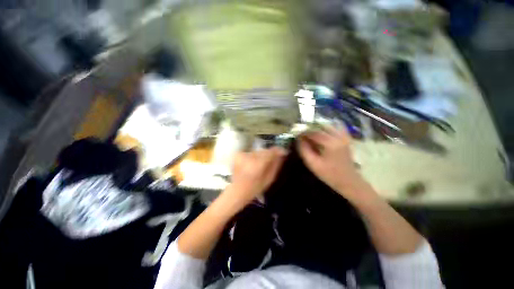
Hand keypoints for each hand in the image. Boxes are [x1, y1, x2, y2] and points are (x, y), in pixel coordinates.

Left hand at [227, 146, 286, 205]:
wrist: (237, 190)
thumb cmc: (254, 188)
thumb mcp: (269, 179)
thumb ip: (276, 166)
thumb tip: (282, 155)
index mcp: (257, 165)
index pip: (270, 152)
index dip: (278, 150)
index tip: (284, 152)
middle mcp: (249, 157)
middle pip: (264, 151)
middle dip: (270, 154)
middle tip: (274, 159)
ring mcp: (242, 155)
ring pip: (257, 151)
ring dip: (262, 155)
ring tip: (262, 163)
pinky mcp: (238, 154)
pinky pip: (251, 152)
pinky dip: (255, 156)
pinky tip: (254, 163)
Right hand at [297, 126, 365, 198]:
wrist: (349, 181)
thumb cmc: (329, 174)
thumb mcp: (313, 164)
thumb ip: (304, 150)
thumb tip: (299, 139)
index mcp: (330, 143)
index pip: (313, 132)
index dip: (303, 133)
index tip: (296, 136)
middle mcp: (338, 136)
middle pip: (321, 127)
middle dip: (310, 130)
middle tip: (302, 136)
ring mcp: (344, 136)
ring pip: (328, 126)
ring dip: (318, 128)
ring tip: (311, 135)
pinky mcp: (346, 139)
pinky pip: (338, 127)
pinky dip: (329, 127)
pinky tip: (323, 132)